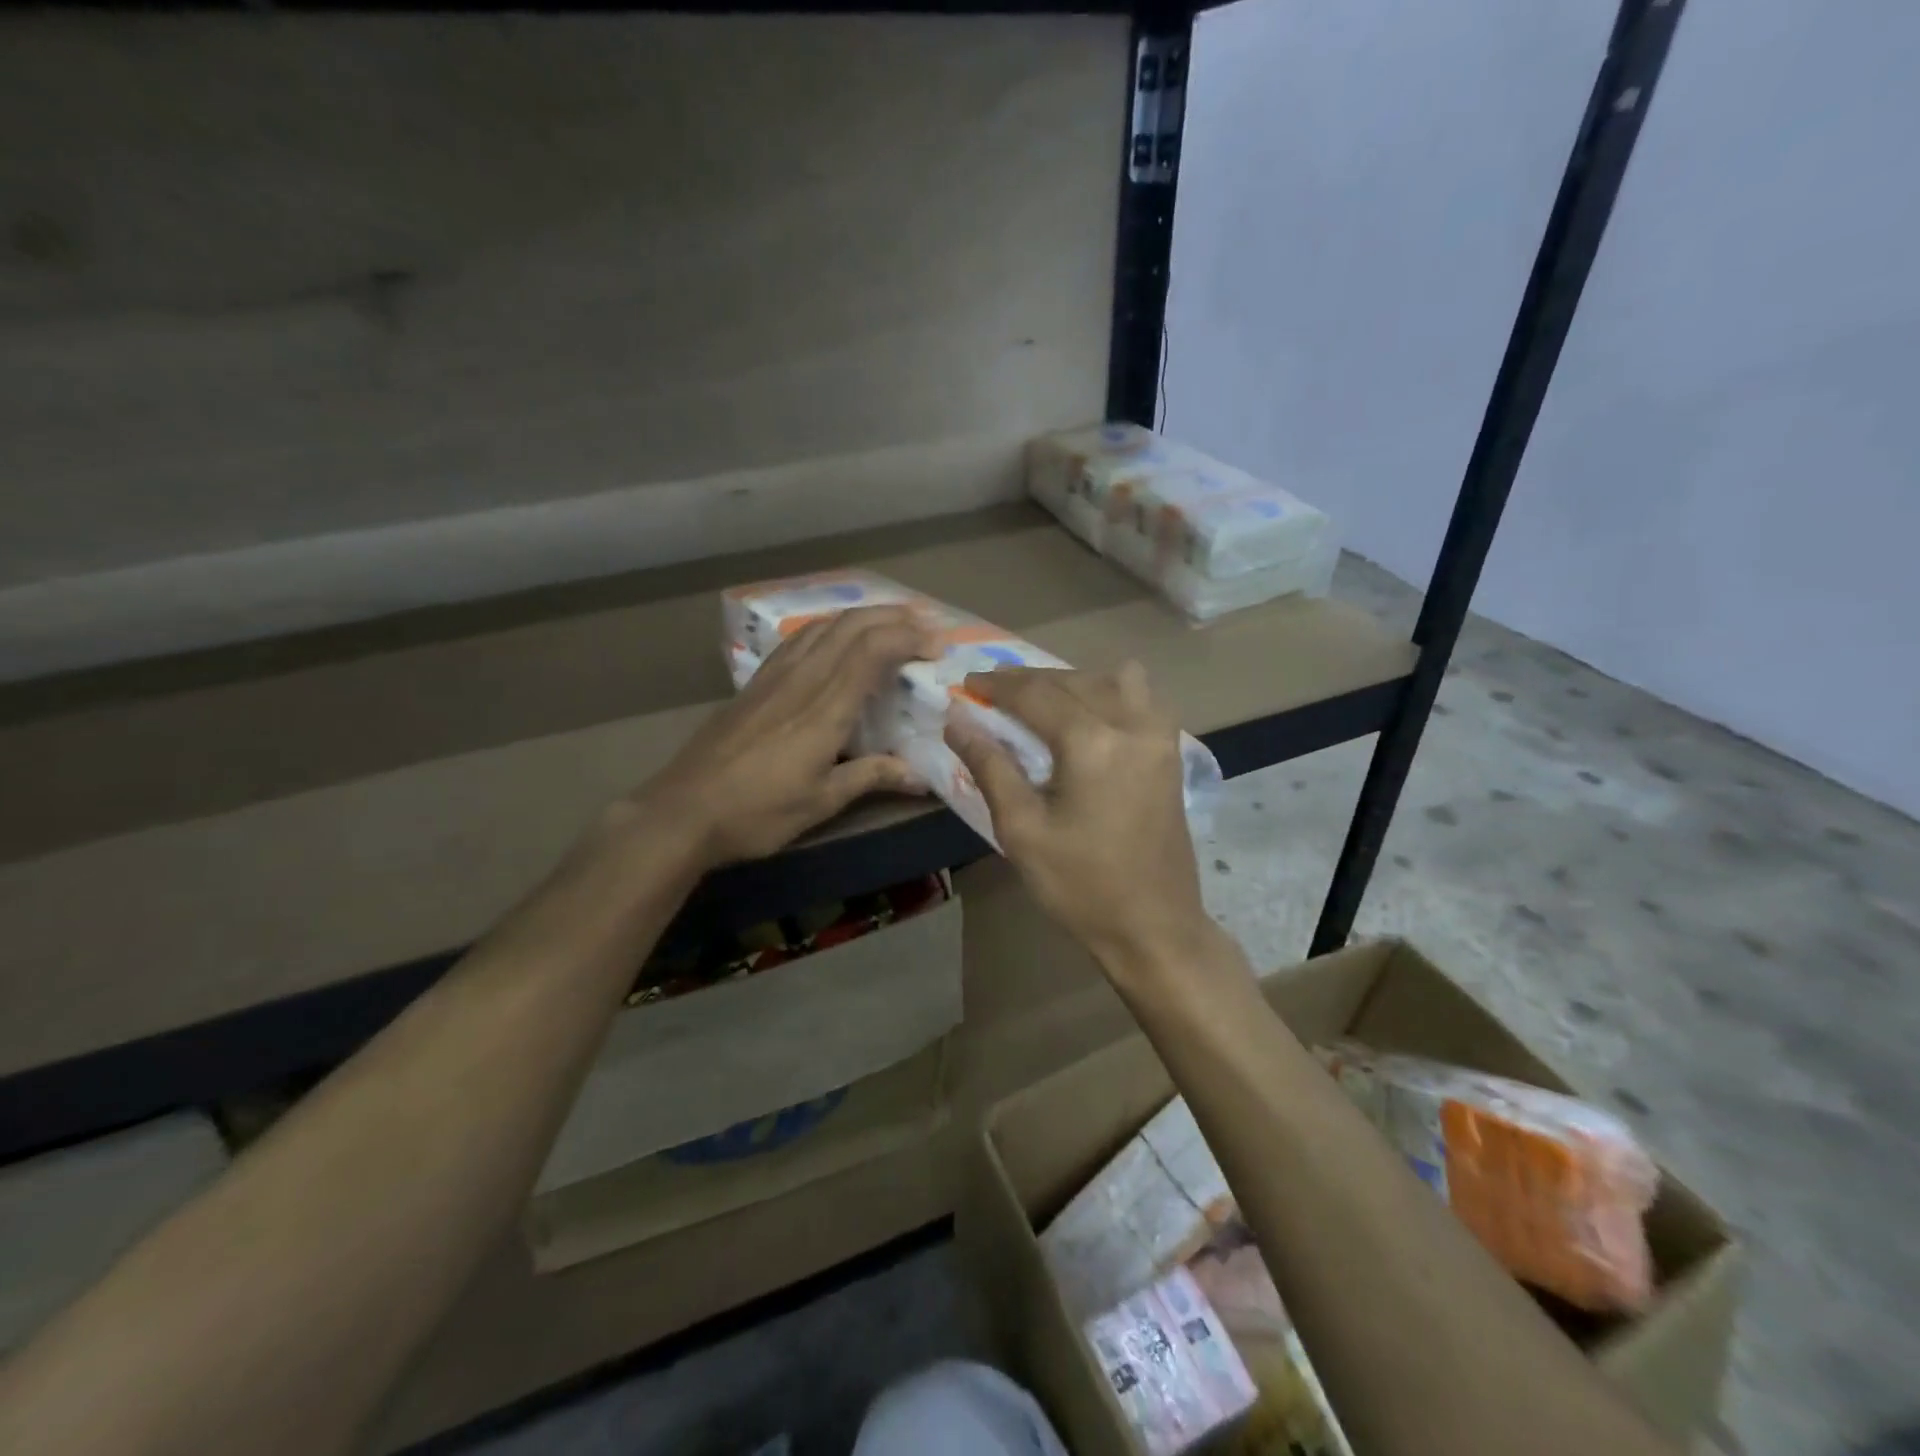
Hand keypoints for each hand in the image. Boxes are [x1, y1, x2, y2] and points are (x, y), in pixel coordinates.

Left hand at [642, 605, 939, 866]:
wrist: (682, 811)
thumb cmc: (756, 813)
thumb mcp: (821, 802)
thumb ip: (871, 778)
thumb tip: (921, 777)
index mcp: (824, 710)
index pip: (871, 651)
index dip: (908, 637)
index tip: (937, 646)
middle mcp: (801, 680)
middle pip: (850, 626)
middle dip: (893, 617)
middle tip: (925, 626)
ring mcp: (773, 677)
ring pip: (823, 626)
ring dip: (862, 616)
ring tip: (890, 623)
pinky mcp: (754, 683)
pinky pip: (799, 639)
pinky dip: (829, 628)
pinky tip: (835, 639)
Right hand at [943, 663, 1217, 981]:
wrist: (1153, 925)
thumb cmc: (1080, 885)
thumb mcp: (1022, 830)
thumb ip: (990, 767)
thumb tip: (957, 722)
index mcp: (1092, 744)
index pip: (1036, 693)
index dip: (997, 685)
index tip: (967, 684)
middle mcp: (1132, 725)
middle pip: (1073, 679)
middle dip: (1029, 679)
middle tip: (994, 693)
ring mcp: (1160, 737)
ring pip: (1115, 678)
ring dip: (1074, 681)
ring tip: (1044, 703)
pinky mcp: (1172, 752)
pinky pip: (1143, 698)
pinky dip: (1111, 693)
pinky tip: (1089, 717)